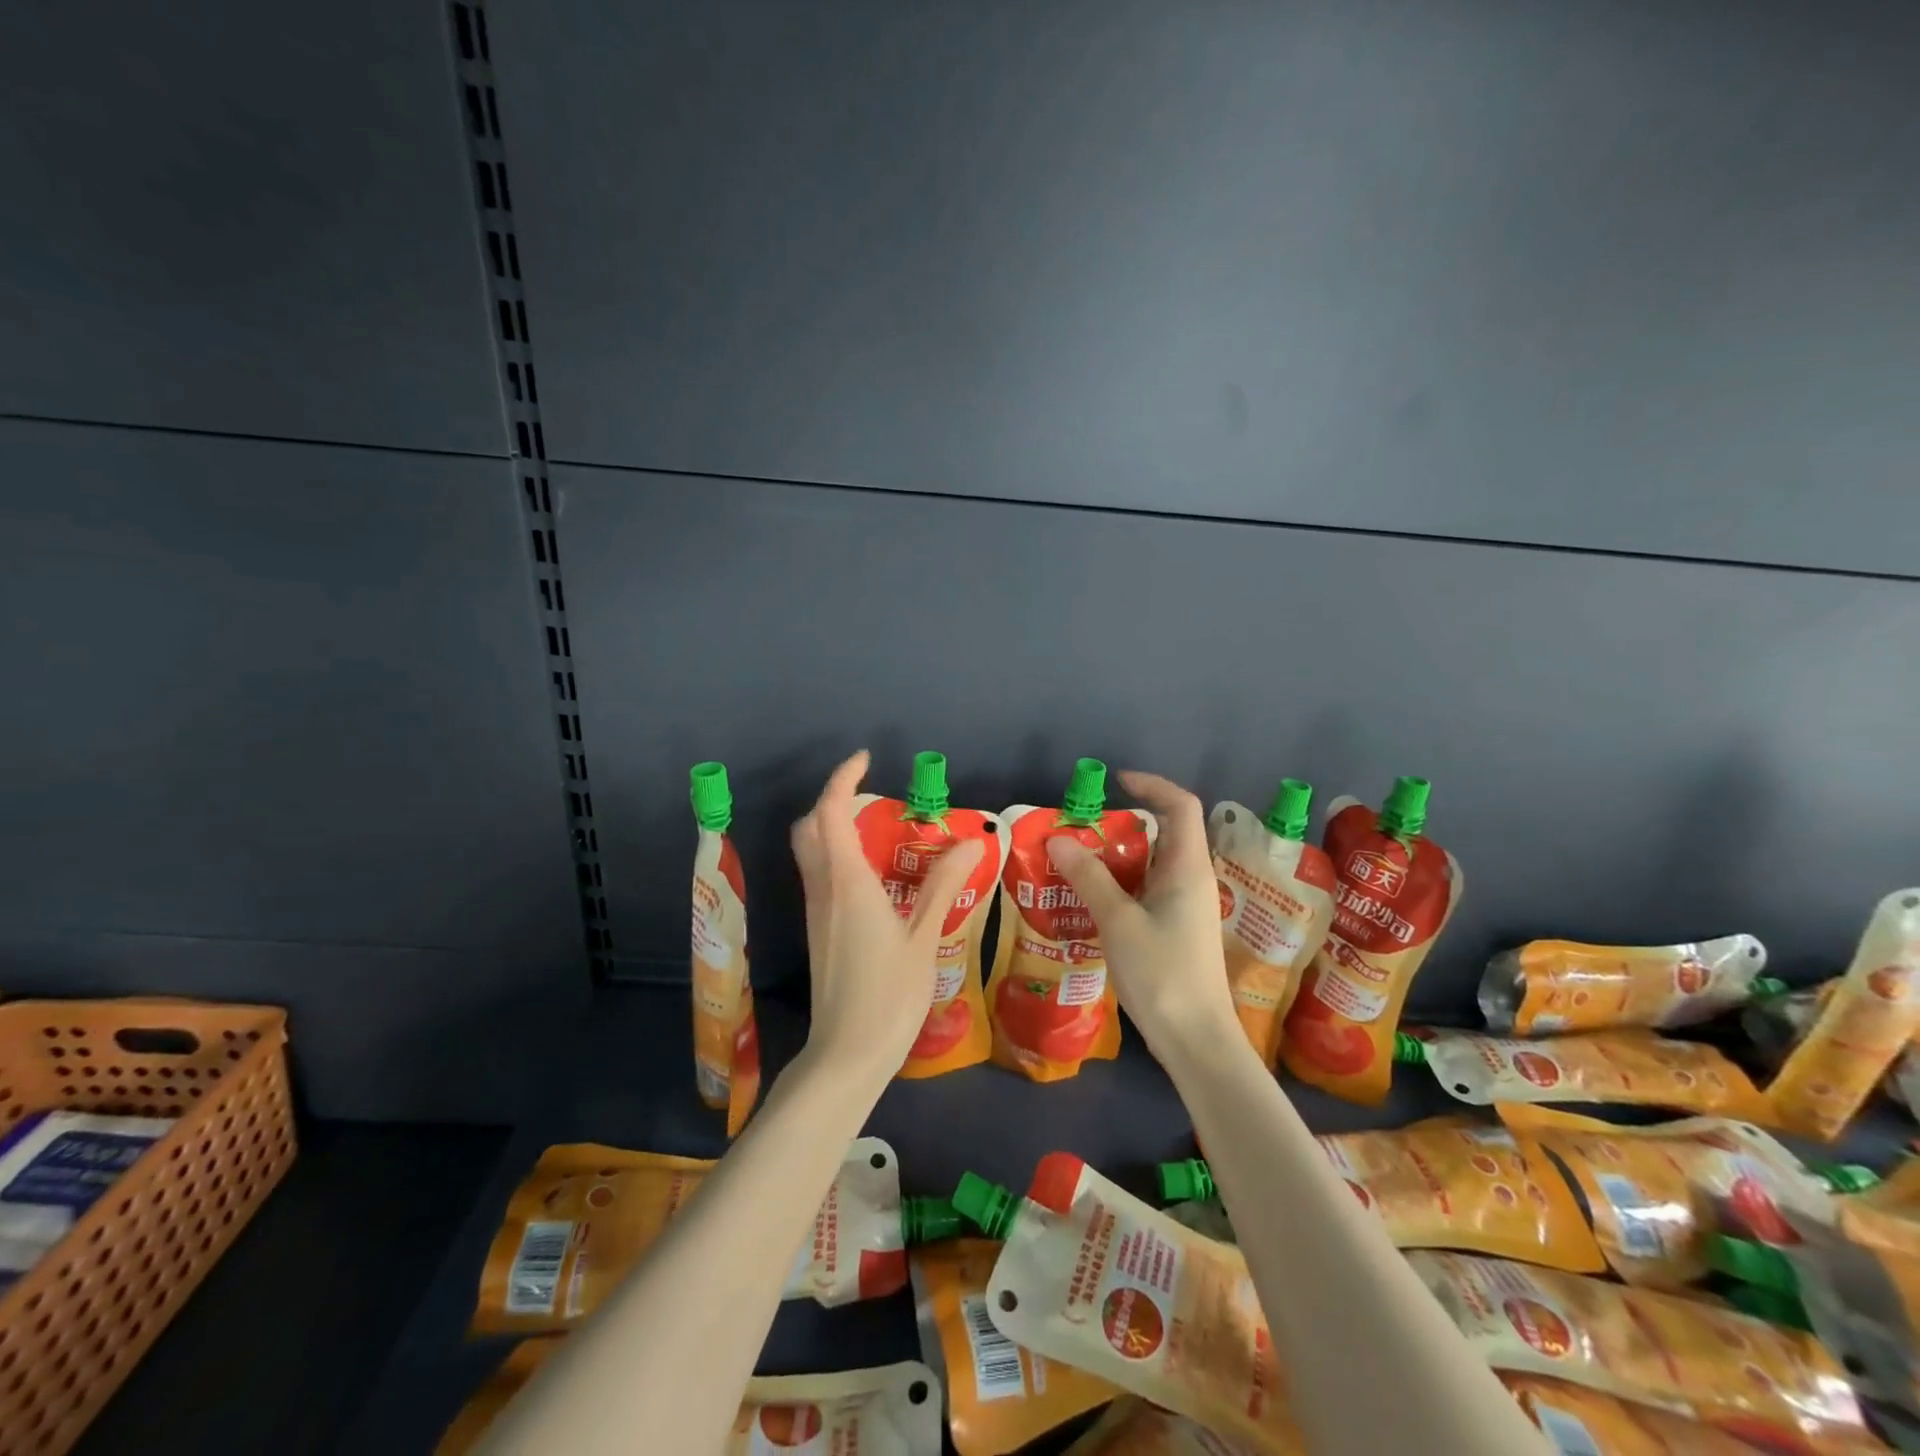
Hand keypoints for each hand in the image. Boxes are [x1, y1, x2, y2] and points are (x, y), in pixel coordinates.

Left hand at [791, 751, 985, 1083]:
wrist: (846, 1055)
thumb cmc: (889, 996)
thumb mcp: (924, 938)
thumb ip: (942, 885)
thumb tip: (970, 841)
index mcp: (848, 883)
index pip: (831, 813)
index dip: (843, 779)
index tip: (865, 759)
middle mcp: (824, 889)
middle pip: (810, 828)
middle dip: (832, 801)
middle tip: (871, 796)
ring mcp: (817, 912)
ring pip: (811, 853)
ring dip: (832, 828)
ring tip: (877, 829)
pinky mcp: (819, 932)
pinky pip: (820, 876)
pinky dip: (836, 856)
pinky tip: (872, 875)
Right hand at [1046, 771, 1239, 1064]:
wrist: (1196, 1041)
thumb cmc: (1162, 974)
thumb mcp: (1118, 921)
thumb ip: (1088, 877)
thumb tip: (1058, 839)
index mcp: (1188, 868)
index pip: (1180, 806)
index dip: (1152, 785)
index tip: (1116, 782)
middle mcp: (1192, 880)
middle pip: (1165, 833)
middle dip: (1124, 823)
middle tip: (1082, 829)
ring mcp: (1187, 907)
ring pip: (1153, 864)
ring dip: (1118, 856)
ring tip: (1078, 861)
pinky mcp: (1178, 929)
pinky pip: (1149, 890)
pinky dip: (1122, 883)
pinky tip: (1092, 900)